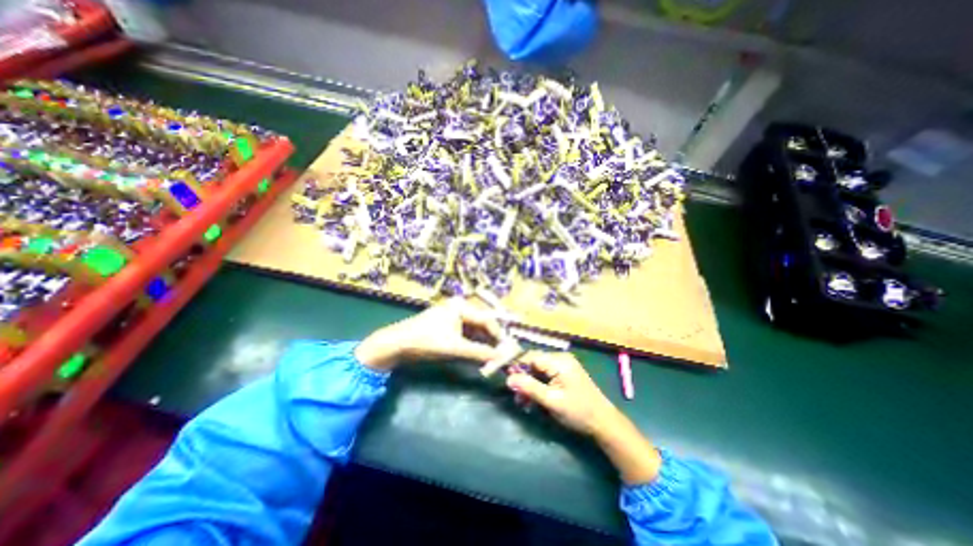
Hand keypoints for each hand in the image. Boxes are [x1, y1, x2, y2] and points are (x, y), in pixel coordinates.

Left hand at [357, 298, 500, 369]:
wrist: (396, 344)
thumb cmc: (426, 341)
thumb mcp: (455, 347)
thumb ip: (479, 352)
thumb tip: (501, 358)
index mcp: (462, 306)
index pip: (487, 320)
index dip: (498, 335)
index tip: (507, 350)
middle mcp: (460, 307)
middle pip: (482, 323)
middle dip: (492, 339)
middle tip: (501, 355)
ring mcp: (453, 316)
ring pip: (475, 329)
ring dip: (483, 343)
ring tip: (492, 357)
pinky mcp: (448, 325)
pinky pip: (466, 333)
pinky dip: (473, 344)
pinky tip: (479, 354)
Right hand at [506, 349, 656, 480]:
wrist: (604, 423)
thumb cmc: (578, 411)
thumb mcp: (551, 401)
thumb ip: (529, 388)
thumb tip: (508, 379)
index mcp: (559, 361)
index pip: (531, 357)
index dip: (517, 366)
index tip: (507, 380)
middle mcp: (560, 358)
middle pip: (534, 363)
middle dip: (523, 378)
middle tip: (516, 396)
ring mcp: (563, 366)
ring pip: (538, 370)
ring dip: (530, 384)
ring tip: (523, 402)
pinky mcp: (564, 374)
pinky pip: (546, 375)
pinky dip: (538, 386)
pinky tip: (534, 399)